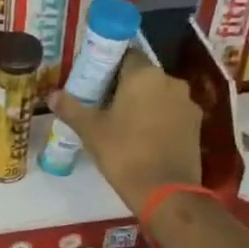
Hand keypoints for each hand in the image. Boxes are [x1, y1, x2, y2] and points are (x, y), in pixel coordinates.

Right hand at [53, 53, 202, 214]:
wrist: (166, 191)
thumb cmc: (123, 153)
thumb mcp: (91, 131)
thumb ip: (71, 108)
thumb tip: (52, 95)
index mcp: (144, 75)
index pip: (125, 56)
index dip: (108, 66)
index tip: (94, 83)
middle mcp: (170, 81)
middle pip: (143, 75)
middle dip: (125, 86)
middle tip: (103, 105)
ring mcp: (187, 103)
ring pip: (159, 94)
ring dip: (143, 103)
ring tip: (123, 123)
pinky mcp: (196, 124)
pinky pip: (171, 112)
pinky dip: (158, 118)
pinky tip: (143, 137)